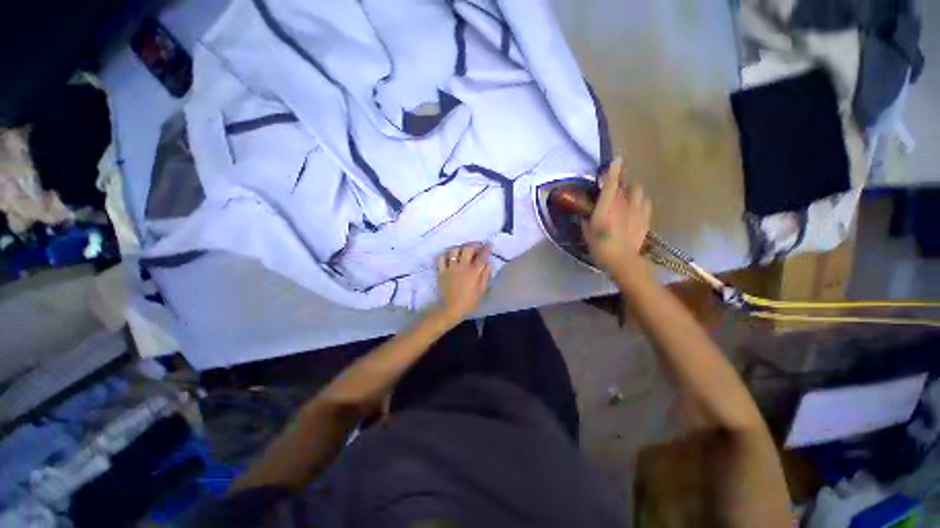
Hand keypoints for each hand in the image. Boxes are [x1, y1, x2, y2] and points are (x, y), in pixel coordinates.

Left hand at [434, 243, 492, 322]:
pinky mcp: (441, 271)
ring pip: (453, 250)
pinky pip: (441, 258)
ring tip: (463, 250)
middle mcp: (462, 267)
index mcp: (473, 272)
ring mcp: (450, 268)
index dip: (486, 248)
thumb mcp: (482, 291)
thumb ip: (486, 275)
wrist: (450, 309)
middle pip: (467, 248)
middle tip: (477, 246)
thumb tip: (488, 263)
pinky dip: (445, 254)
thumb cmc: (469, 302)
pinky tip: (450, 256)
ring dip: (460, 248)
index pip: (482, 256)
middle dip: (473, 244)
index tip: (489, 244)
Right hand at [581, 157, 651, 274]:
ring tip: (626, 195)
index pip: (611, 183)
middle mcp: (622, 204)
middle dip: (620, 179)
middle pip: (624, 184)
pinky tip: (635, 205)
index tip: (616, 160)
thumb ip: (586, 220)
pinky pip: (645, 201)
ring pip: (637, 190)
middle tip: (615, 183)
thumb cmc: (600, 247)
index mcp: (606, 207)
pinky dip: (640, 200)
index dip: (613, 170)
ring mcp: (636, 209)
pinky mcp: (645, 217)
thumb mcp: (587, 233)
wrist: (623, 260)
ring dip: (631, 189)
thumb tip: (585, 213)